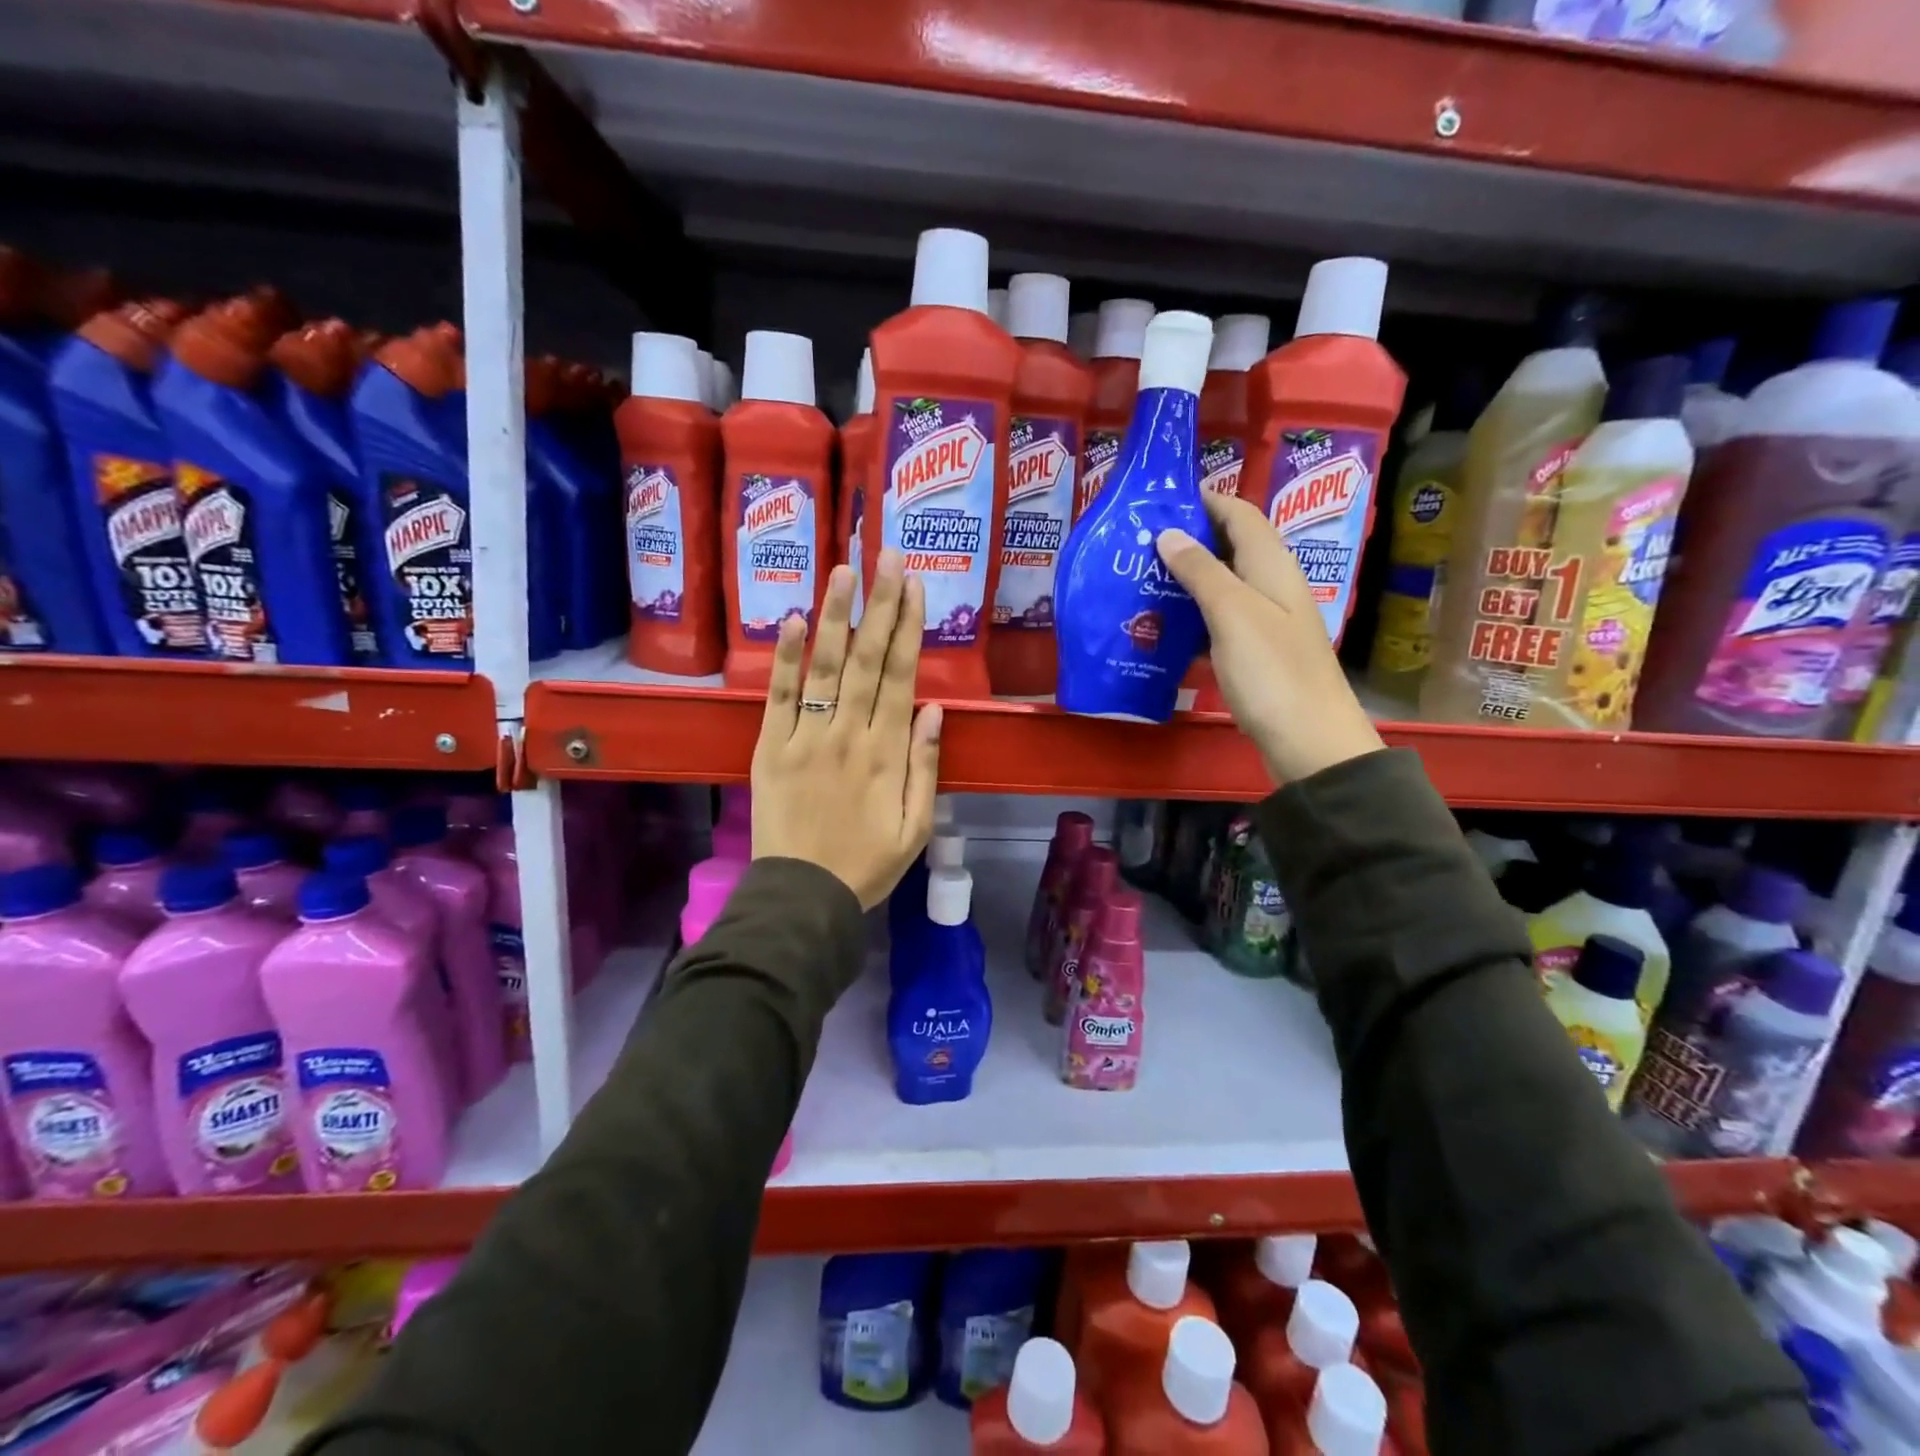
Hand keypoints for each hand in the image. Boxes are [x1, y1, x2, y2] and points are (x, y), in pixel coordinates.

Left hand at [750, 550, 943, 908]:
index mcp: (887, 754)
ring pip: (825, 667)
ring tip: (846, 569)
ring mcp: (805, 738)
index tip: (916, 586)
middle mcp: (848, 735)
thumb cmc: (867, 865)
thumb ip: (926, 768)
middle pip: (868, 660)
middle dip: (880, 604)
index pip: (901, 677)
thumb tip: (934, 710)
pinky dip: (787, 657)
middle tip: (889, 555)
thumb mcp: (916, 828)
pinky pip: (779, 695)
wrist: (802, 897)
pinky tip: (796, 619)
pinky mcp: (769, 747)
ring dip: (837, 615)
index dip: (909, 628)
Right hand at [1157, 493, 1382, 783]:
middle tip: (1137, 543)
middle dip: (1187, 539)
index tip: (1159, 500)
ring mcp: (1264, 621)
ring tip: (1139, 580)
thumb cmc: (1272, 671)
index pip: (1239, 514)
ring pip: (1220, 586)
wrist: (1308, 741)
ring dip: (1184, 580)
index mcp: (1272, 566)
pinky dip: (1191, 618)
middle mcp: (1271, 586)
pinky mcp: (1254, 654)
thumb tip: (1168, 533)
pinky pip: (1217, 622)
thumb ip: (1201, 570)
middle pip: (1228, 548)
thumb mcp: (1232, 614)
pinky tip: (1161, 627)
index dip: (1204, 500)